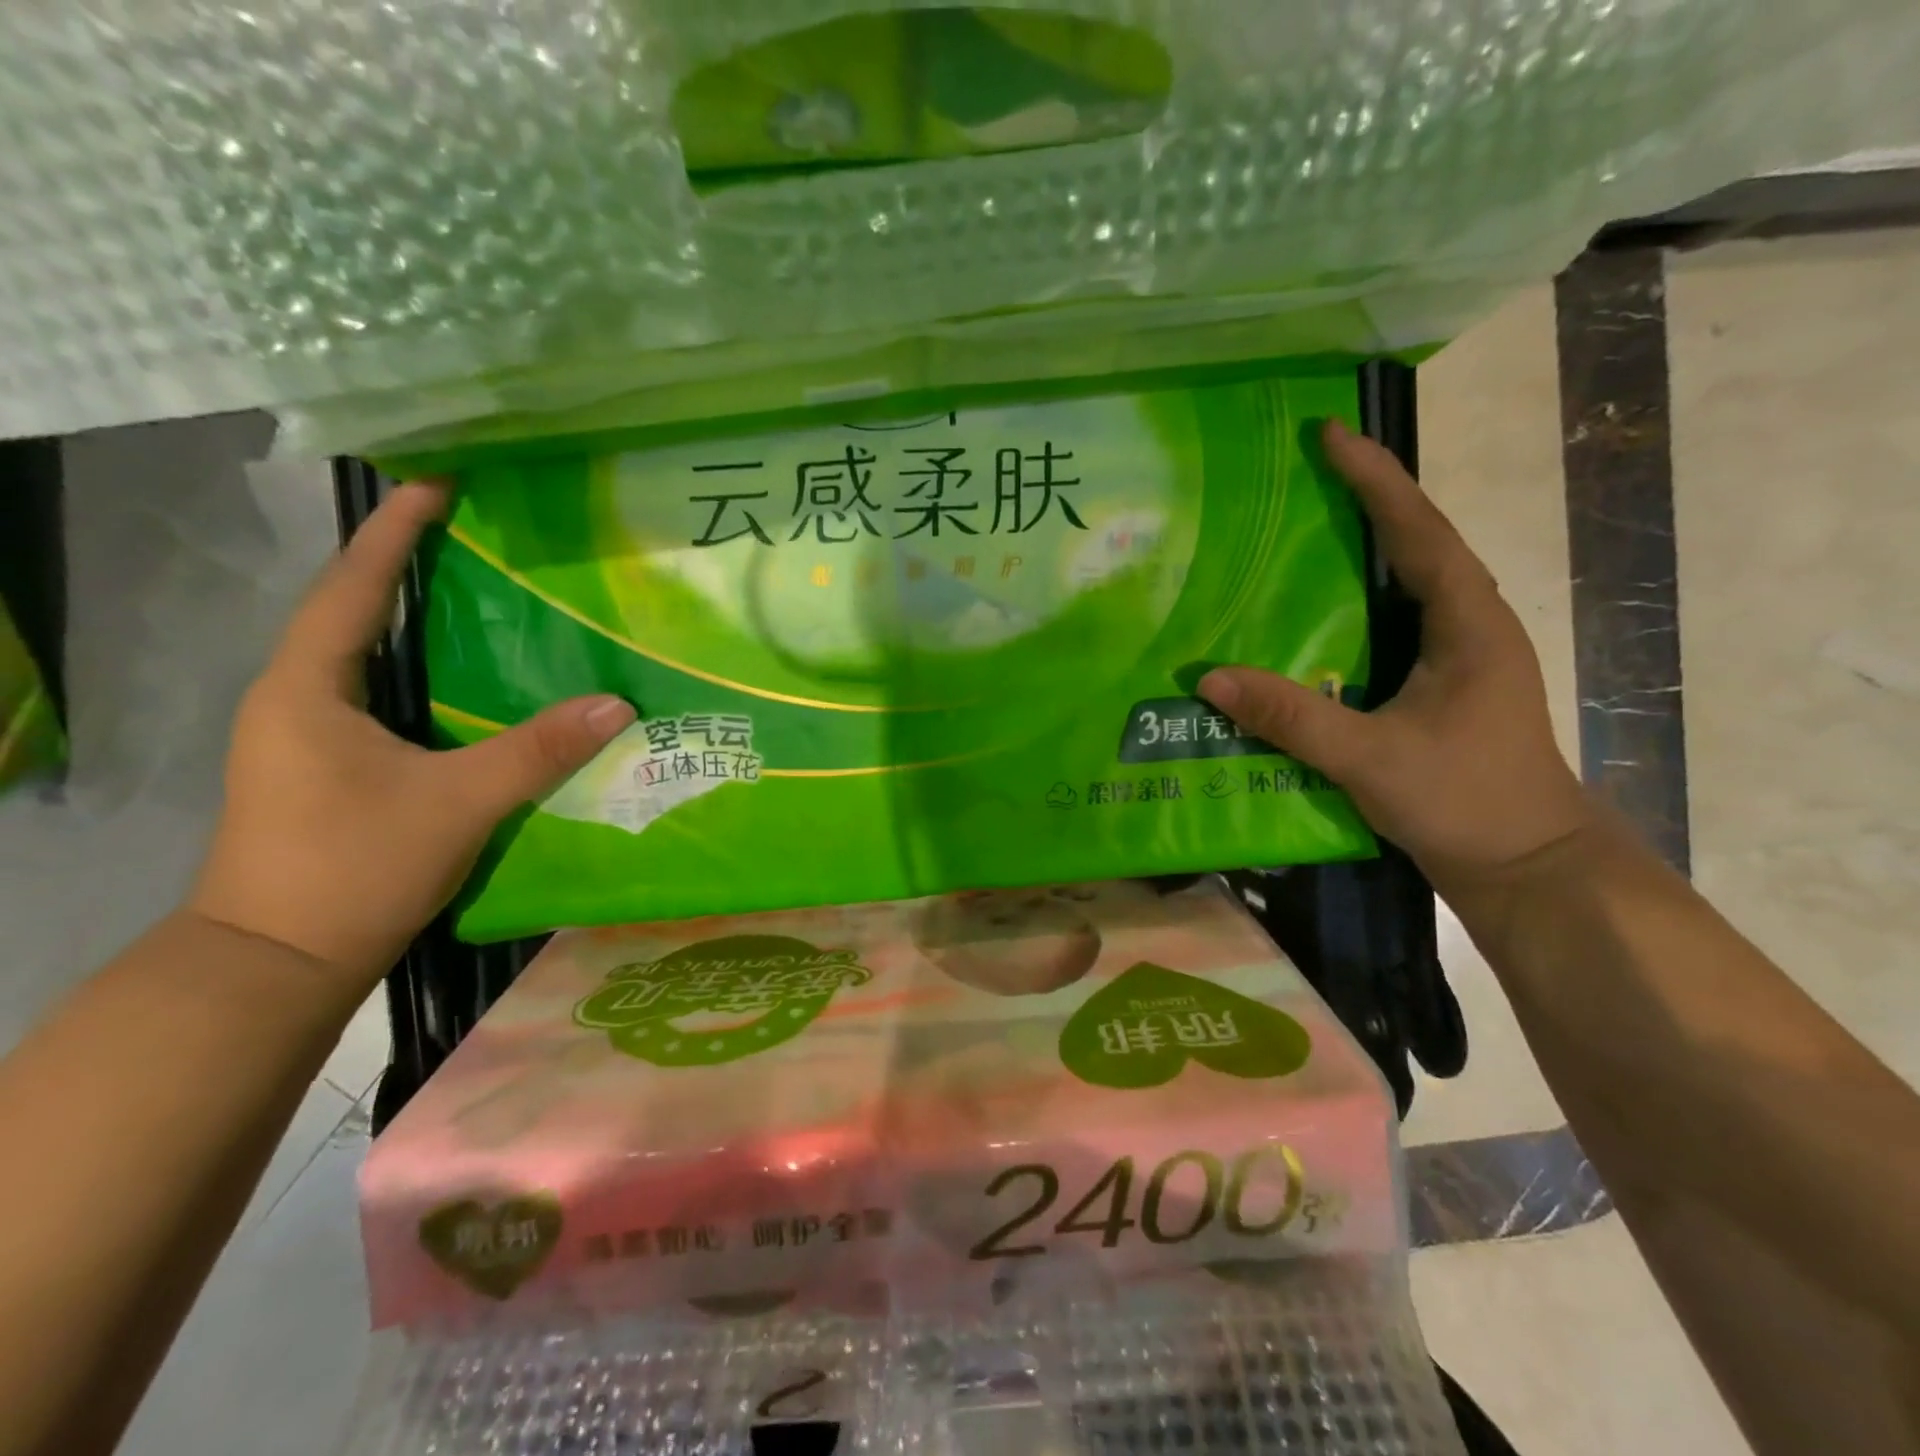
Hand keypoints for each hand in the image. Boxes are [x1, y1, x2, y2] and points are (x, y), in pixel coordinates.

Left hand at [189, 482, 633, 986]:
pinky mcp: (331, 767)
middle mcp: (298, 698)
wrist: (278, 964)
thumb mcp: (457, 804)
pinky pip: (383, 696)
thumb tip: (619, 704)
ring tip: (481, 592)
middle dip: (409, 566)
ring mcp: (309, 735)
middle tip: (475, 534)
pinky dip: (425, 672)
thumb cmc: (351, 868)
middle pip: (356, 612)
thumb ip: (538, 750)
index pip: (353, 588)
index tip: (437, 484)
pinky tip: (474, 680)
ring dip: (417, 620)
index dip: (394, 532)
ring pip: (370, 657)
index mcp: (307, 688)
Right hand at [1199, 419, 1591, 902]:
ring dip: (1361, 551)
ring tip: (1302, 530)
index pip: (1420, 532)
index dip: (1376, 480)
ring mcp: (1457, 657)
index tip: (1332, 435)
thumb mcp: (1370, 758)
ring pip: (1405, 585)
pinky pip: (1392, 625)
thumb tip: (1209, 679)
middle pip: (1416, 544)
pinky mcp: (1439, 686)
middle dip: (1366, 502)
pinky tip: (1312, 616)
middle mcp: (1469, 626)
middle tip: (1305, 475)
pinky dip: (1355, 605)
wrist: (1526, 866)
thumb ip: (1290, 716)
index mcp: (1469, 624)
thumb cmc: (1463, 801)